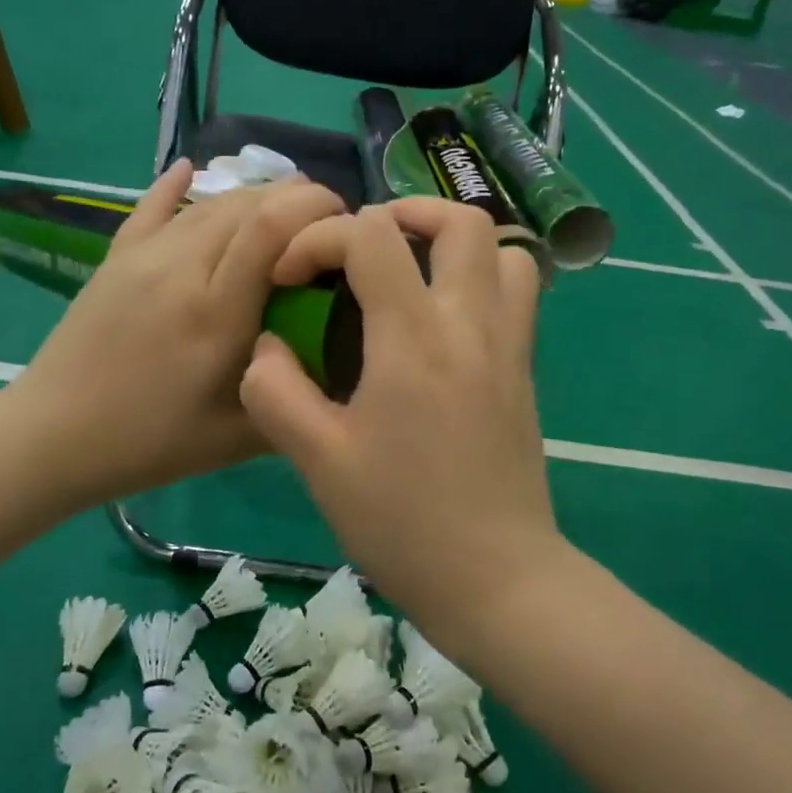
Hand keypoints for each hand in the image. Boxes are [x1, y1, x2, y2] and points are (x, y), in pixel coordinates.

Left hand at [10, 161, 343, 512]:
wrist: (53, 436)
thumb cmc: (150, 443)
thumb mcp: (237, 439)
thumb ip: (293, 397)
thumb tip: (340, 366)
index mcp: (216, 311)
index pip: (272, 227)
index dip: (314, 207)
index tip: (345, 219)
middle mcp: (181, 268)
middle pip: (246, 204)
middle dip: (295, 199)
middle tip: (324, 221)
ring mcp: (142, 257)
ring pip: (207, 204)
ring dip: (252, 197)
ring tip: (281, 208)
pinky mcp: (114, 258)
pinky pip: (150, 207)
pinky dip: (175, 186)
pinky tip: (190, 168)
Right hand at [239, 199, 555, 621]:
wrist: (497, 580)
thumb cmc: (403, 522)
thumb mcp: (318, 462)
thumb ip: (277, 392)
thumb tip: (267, 346)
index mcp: (414, 339)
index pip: (373, 236)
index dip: (321, 237)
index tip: (290, 275)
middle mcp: (471, 325)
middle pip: (460, 220)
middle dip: (403, 212)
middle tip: (362, 245)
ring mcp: (509, 346)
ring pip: (504, 250)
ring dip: (453, 243)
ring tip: (410, 270)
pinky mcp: (525, 372)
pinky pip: (516, 294)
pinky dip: (480, 278)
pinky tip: (439, 321)